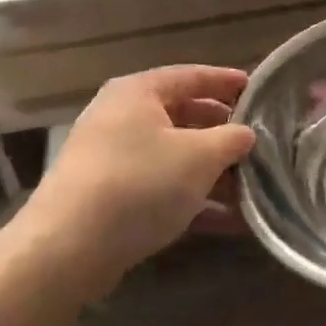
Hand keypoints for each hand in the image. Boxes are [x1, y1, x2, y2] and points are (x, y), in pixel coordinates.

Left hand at [15, 65, 255, 284]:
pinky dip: (193, 199)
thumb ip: (231, 139)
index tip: (258, 90)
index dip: (227, 81)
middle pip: (183, 117)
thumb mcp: (200, 156)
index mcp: (138, 92)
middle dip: (222, 133)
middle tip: (256, 141)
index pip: (191, 76)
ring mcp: (111, 160)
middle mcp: (120, 118)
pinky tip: (229, 221)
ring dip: (212, 172)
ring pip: (173, 157)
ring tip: (251, 186)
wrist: (67, 249)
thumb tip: (246, 134)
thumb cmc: (140, 183)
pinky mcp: (109, 198)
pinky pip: (161, 189)